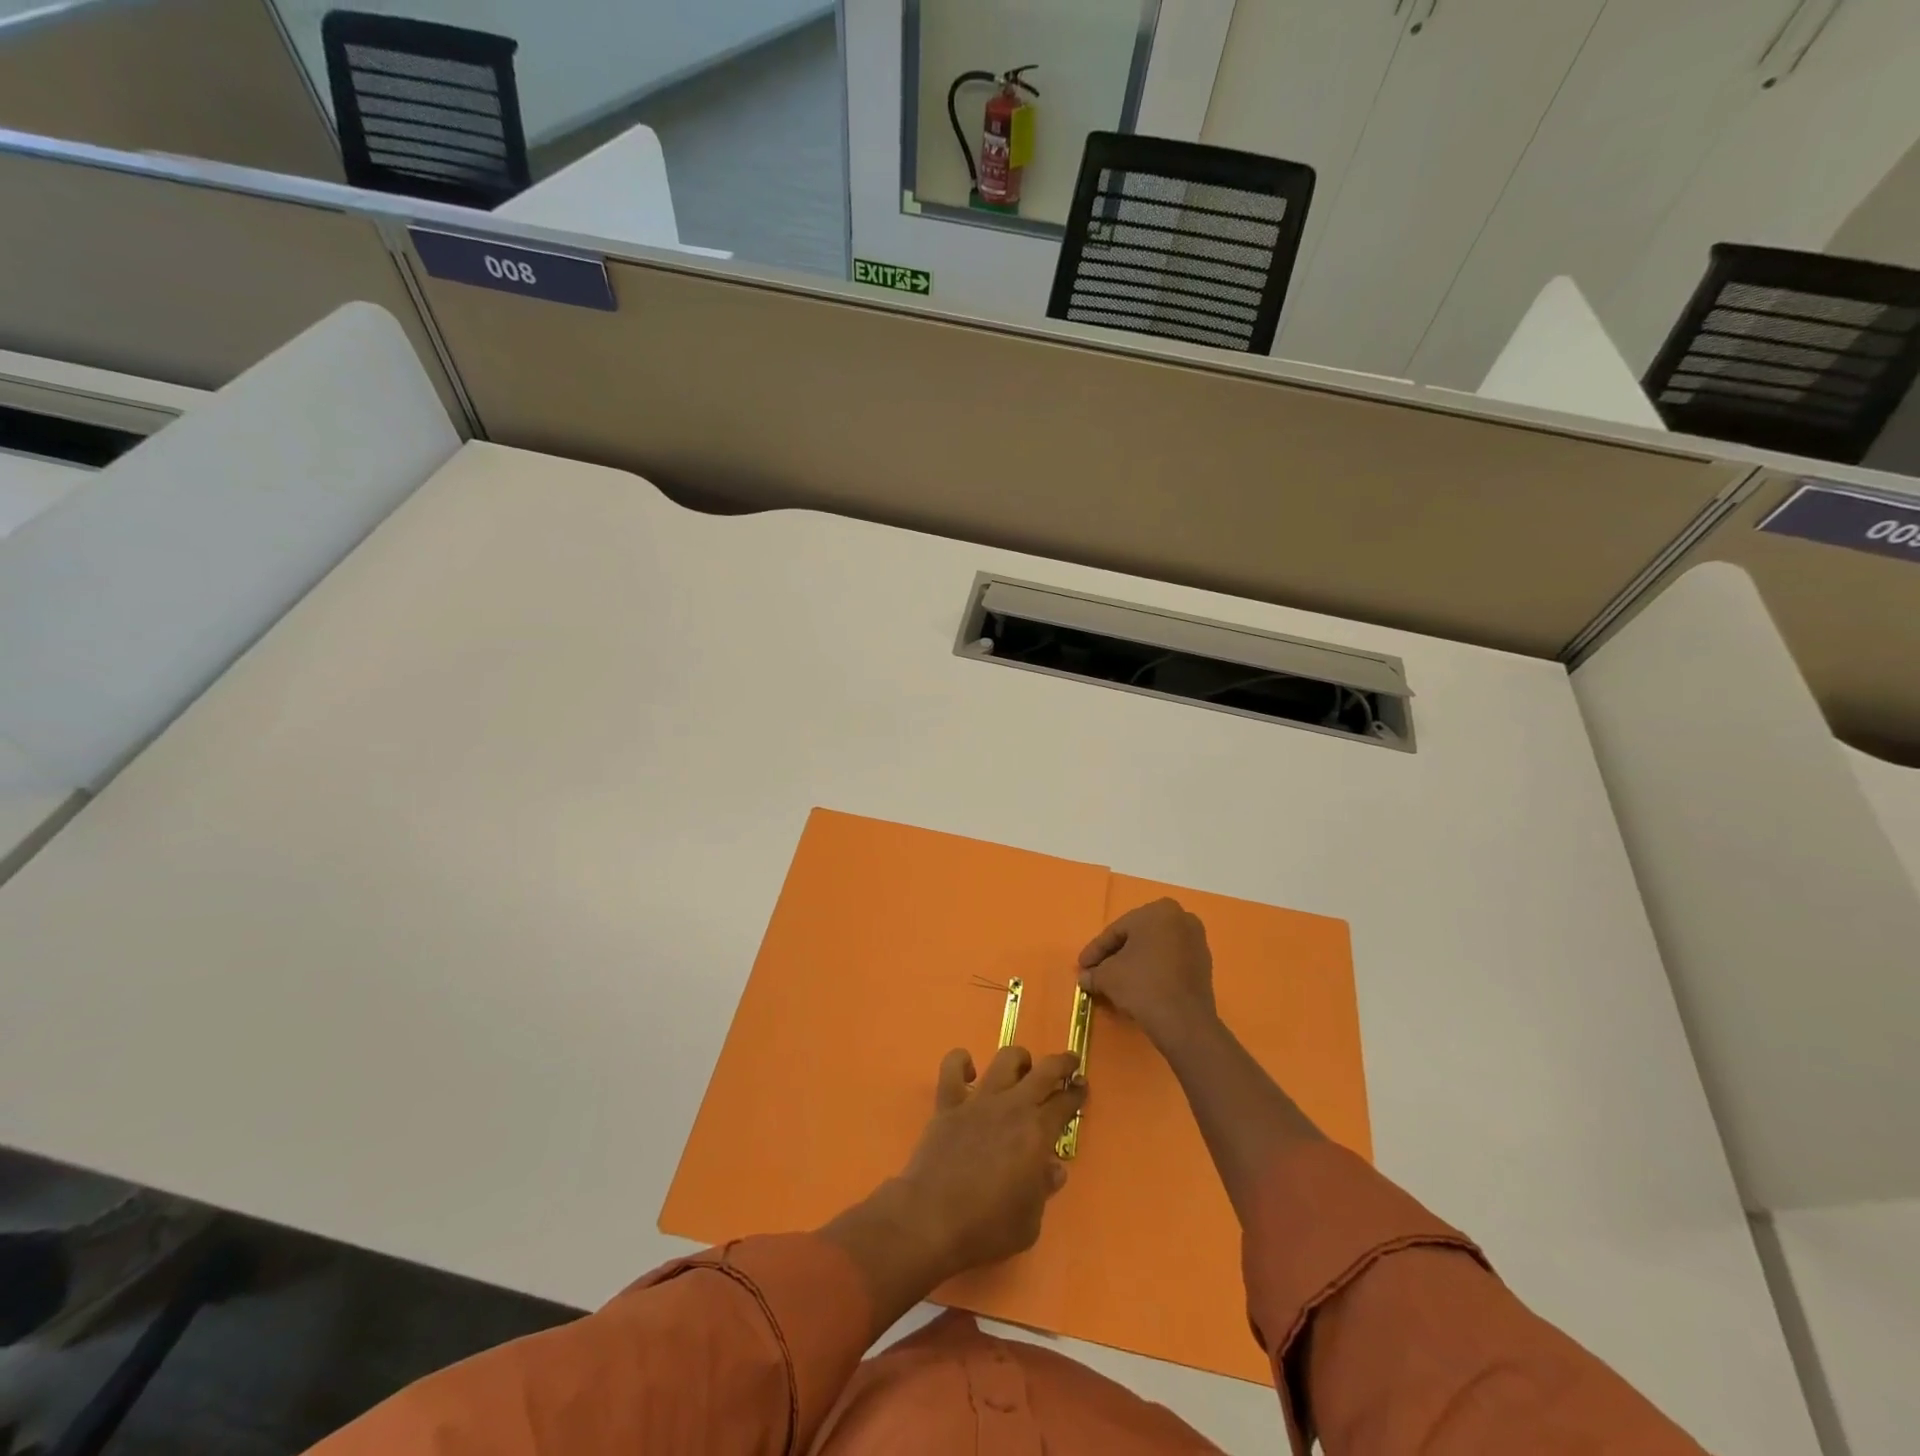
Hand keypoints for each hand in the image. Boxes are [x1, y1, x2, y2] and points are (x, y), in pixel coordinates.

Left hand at [896, 1045, 1084, 1277]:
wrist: (931, 1219)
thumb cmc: (986, 1227)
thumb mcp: (1030, 1222)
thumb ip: (1043, 1189)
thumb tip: (1052, 1167)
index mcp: (1037, 1133)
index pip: (1065, 1103)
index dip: (1077, 1093)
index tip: (1082, 1088)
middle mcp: (1011, 1107)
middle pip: (1043, 1070)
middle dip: (1061, 1064)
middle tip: (1069, 1062)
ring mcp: (978, 1101)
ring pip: (1004, 1060)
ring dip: (1019, 1059)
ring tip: (1023, 1067)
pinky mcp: (948, 1103)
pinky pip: (952, 1067)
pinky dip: (961, 1061)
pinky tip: (969, 1071)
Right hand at [1077, 897, 1217, 1048]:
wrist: (1183, 1021)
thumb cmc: (1142, 985)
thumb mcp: (1107, 976)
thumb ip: (1094, 973)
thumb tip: (1085, 978)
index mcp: (1158, 911)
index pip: (1117, 931)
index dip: (1096, 950)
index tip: (1082, 966)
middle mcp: (1181, 918)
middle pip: (1137, 938)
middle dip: (1116, 956)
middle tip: (1097, 972)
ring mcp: (1196, 941)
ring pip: (1155, 950)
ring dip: (1135, 964)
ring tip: (1116, 982)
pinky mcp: (1204, 965)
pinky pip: (1170, 962)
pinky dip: (1153, 971)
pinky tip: (1139, 987)